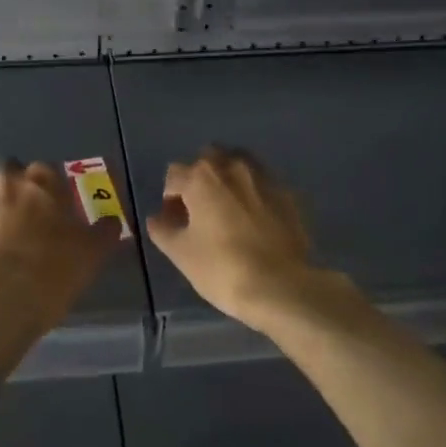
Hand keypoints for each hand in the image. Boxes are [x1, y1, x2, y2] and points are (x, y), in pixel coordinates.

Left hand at [0, 160, 123, 325]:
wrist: (7, 296)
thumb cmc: (56, 268)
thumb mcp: (93, 251)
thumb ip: (104, 231)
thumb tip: (112, 221)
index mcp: (42, 181)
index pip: (44, 168)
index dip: (46, 184)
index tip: (49, 202)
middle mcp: (7, 180)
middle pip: (5, 166)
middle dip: (9, 179)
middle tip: (18, 205)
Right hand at [147, 146, 353, 332]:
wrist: (281, 287)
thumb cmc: (222, 268)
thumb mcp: (181, 253)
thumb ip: (163, 230)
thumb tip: (157, 218)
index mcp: (201, 177)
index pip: (174, 175)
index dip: (169, 198)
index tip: (174, 221)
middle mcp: (232, 167)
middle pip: (208, 159)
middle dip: (199, 178)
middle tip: (200, 209)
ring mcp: (264, 178)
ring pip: (238, 165)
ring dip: (228, 179)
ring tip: (227, 210)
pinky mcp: (287, 194)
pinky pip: (262, 184)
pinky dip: (253, 193)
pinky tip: (254, 220)